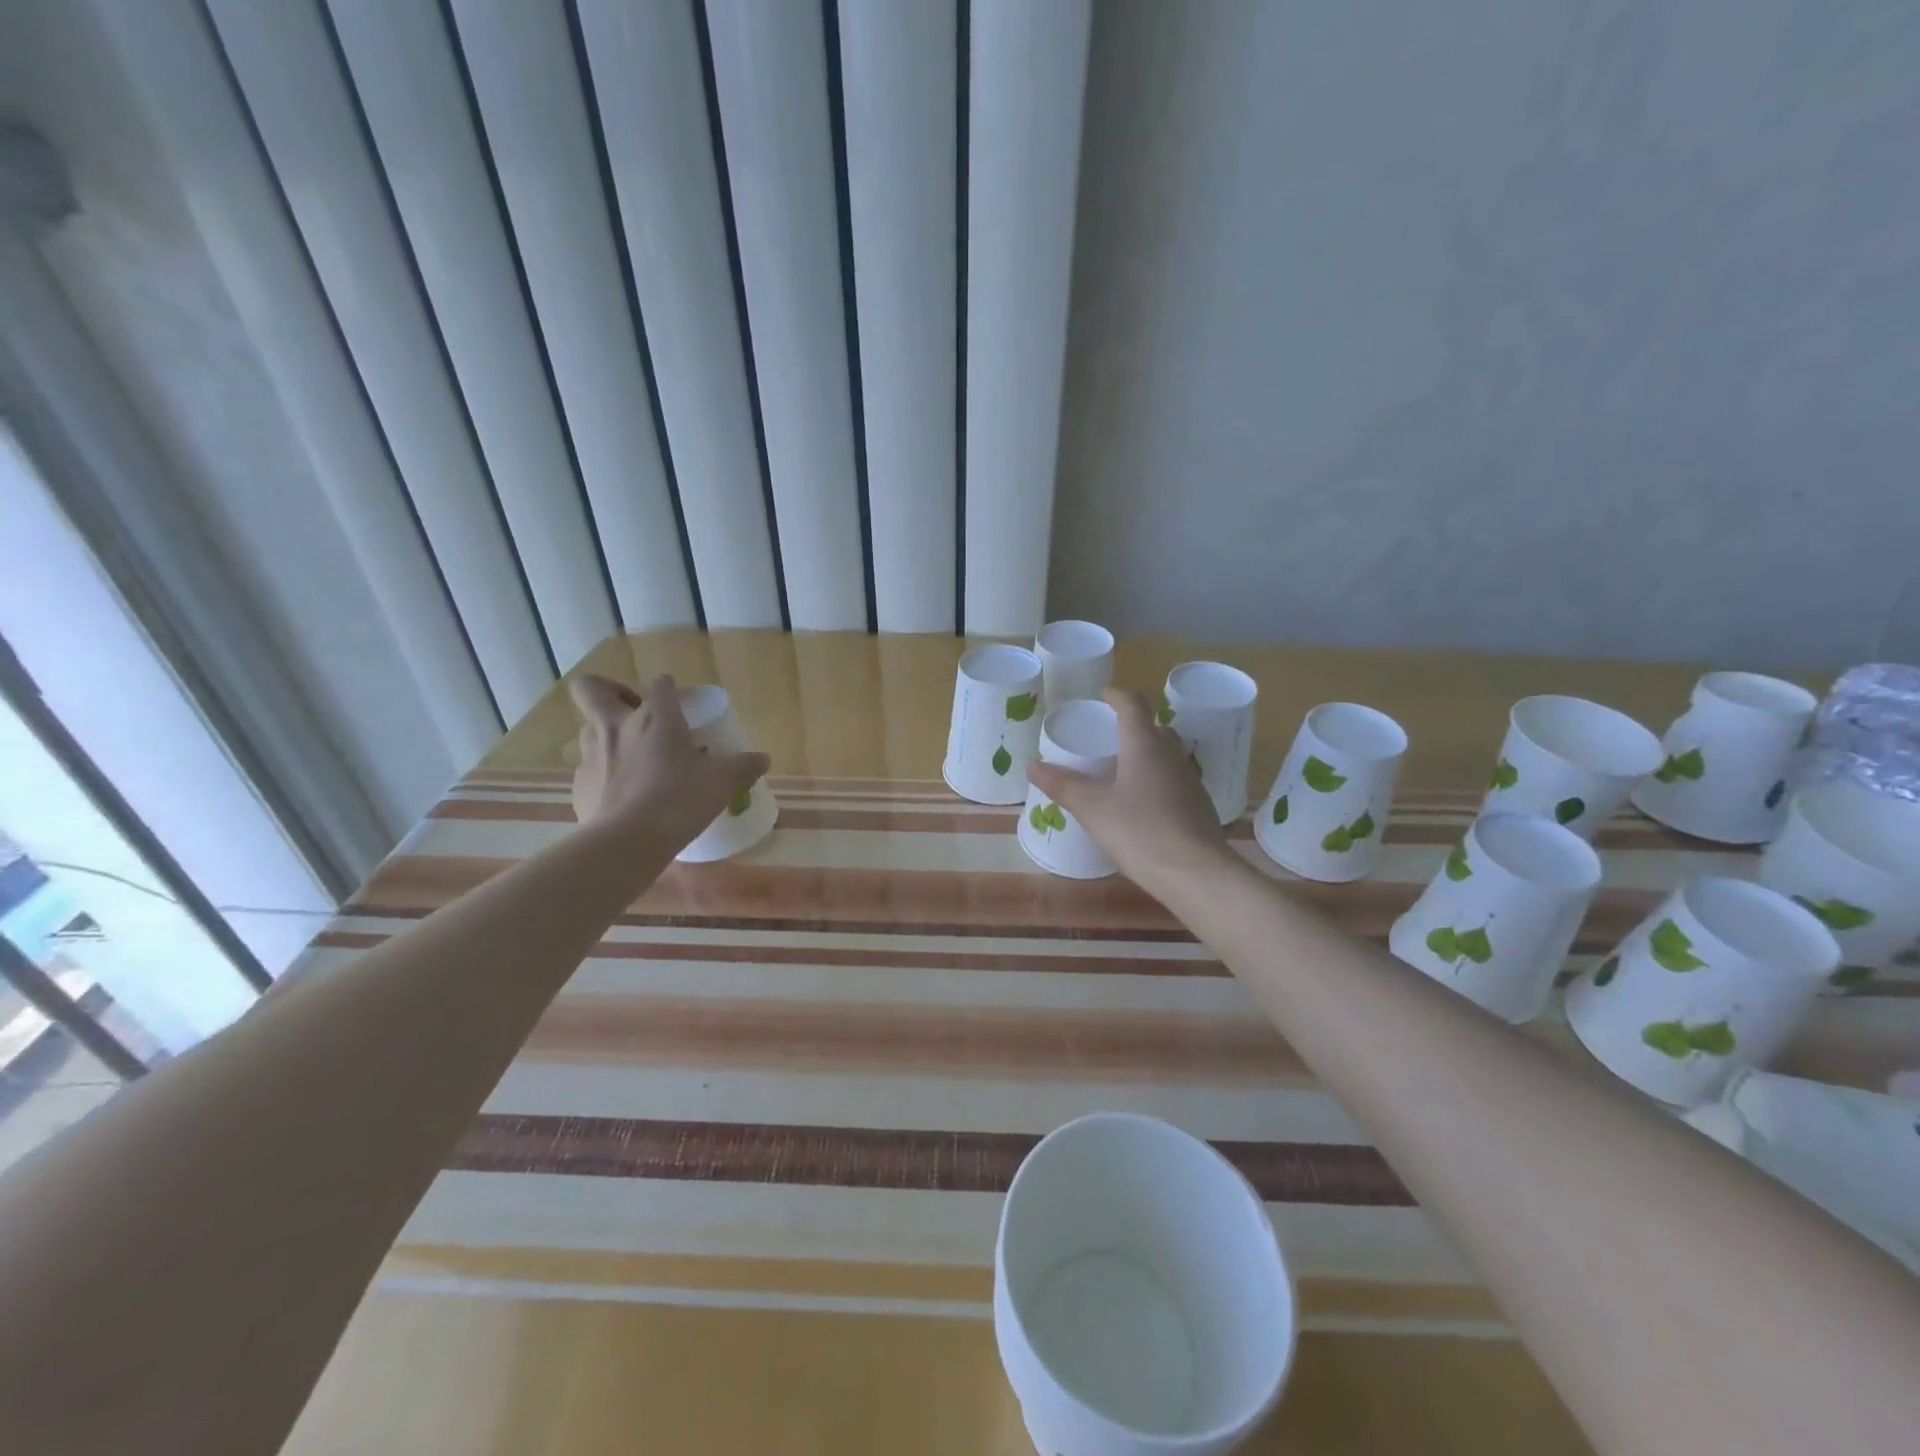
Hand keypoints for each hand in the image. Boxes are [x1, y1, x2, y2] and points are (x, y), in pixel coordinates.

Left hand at [568, 674, 769, 851]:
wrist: (627, 842)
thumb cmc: (678, 800)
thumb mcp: (721, 783)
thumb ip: (742, 767)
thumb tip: (763, 759)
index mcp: (655, 718)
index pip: (660, 684)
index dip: (669, 687)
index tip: (678, 700)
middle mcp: (616, 726)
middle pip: (592, 688)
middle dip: (608, 690)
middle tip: (631, 711)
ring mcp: (591, 755)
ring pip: (588, 728)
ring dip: (606, 734)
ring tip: (631, 756)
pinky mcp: (579, 785)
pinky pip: (589, 769)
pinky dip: (604, 774)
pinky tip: (623, 794)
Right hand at [1028, 688, 1229, 897]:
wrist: (1196, 873)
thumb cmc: (1140, 831)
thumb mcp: (1092, 808)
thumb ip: (1063, 785)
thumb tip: (1033, 766)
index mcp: (1145, 744)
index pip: (1133, 705)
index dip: (1117, 695)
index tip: (1104, 694)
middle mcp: (1171, 755)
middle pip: (1155, 728)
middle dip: (1133, 726)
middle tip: (1109, 736)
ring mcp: (1190, 780)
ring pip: (1167, 755)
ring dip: (1148, 754)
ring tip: (1123, 770)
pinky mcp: (1199, 806)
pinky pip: (1175, 781)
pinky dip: (1158, 781)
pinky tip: (1144, 804)